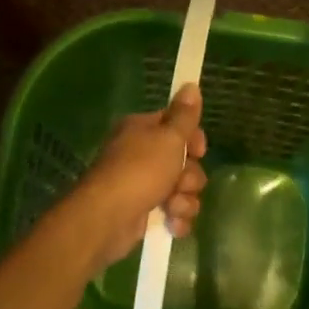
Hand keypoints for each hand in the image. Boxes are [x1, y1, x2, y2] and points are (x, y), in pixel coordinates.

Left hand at [68, 85, 207, 271]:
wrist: (108, 217)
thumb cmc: (140, 170)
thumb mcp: (168, 137)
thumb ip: (184, 115)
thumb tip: (191, 85)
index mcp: (143, 130)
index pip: (178, 126)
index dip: (194, 140)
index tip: (199, 151)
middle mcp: (142, 155)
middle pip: (185, 162)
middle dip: (190, 178)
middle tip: (179, 183)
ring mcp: (143, 185)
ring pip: (183, 190)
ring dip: (184, 201)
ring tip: (171, 207)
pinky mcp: (145, 212)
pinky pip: (174, 213)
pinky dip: (176, 220)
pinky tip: (171, 224)